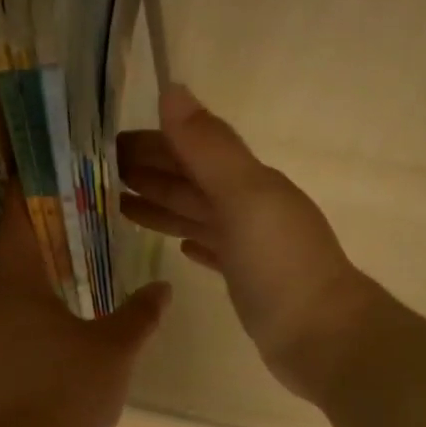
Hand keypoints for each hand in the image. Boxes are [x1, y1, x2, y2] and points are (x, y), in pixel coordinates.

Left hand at [0, 192, 170, 426]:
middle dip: (36, 227)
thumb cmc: (71, 389)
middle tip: (68, 203)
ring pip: (11, 288)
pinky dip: (34, 301)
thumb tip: (163, 289)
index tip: (38, 163)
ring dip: (36, 268)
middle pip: (11, 252)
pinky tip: (60, 310)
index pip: (15, 220)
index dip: (26, 189)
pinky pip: (13, 317)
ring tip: (68, 252)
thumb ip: (140, 313)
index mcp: (16, 286)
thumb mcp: (115, 347)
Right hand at [118, 85, 379, 404]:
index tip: (109, 142)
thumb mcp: (244, 197)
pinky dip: (195, 242)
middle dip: (151, 172)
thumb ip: (208, 147)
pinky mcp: (246, 281)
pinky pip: (213, 250)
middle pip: (191, 182)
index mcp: (248, 183)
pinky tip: (180, 247)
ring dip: (163, 206)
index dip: (154, 143)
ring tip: (121, 205)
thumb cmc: (281, 265)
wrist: (322, 337)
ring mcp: (249, 246)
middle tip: (103, 172)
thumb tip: (172, 89)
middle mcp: (249, 208)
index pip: (192, 151)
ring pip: (197, 215)